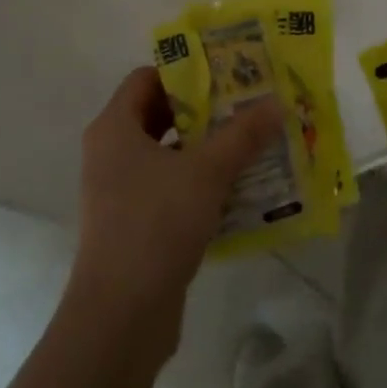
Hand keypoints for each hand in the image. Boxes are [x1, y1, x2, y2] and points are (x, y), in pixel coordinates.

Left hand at [67, 67, 283, 351]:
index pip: (147, 78)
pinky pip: (169, 188)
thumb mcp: (207, 172)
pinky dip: (200, 183)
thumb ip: (242, 135)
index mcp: (114, 127)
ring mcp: (119, 191)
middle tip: (248, 105)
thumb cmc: (155, 224)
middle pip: (160, 114)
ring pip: (168, 154)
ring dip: (207, 148)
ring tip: (253, 143)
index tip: (228, 72)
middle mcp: (111, 152)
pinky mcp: (133, 224)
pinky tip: (239, 189)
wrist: (120, 316)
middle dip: (205, 110)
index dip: (186, 71)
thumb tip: (276, 102)